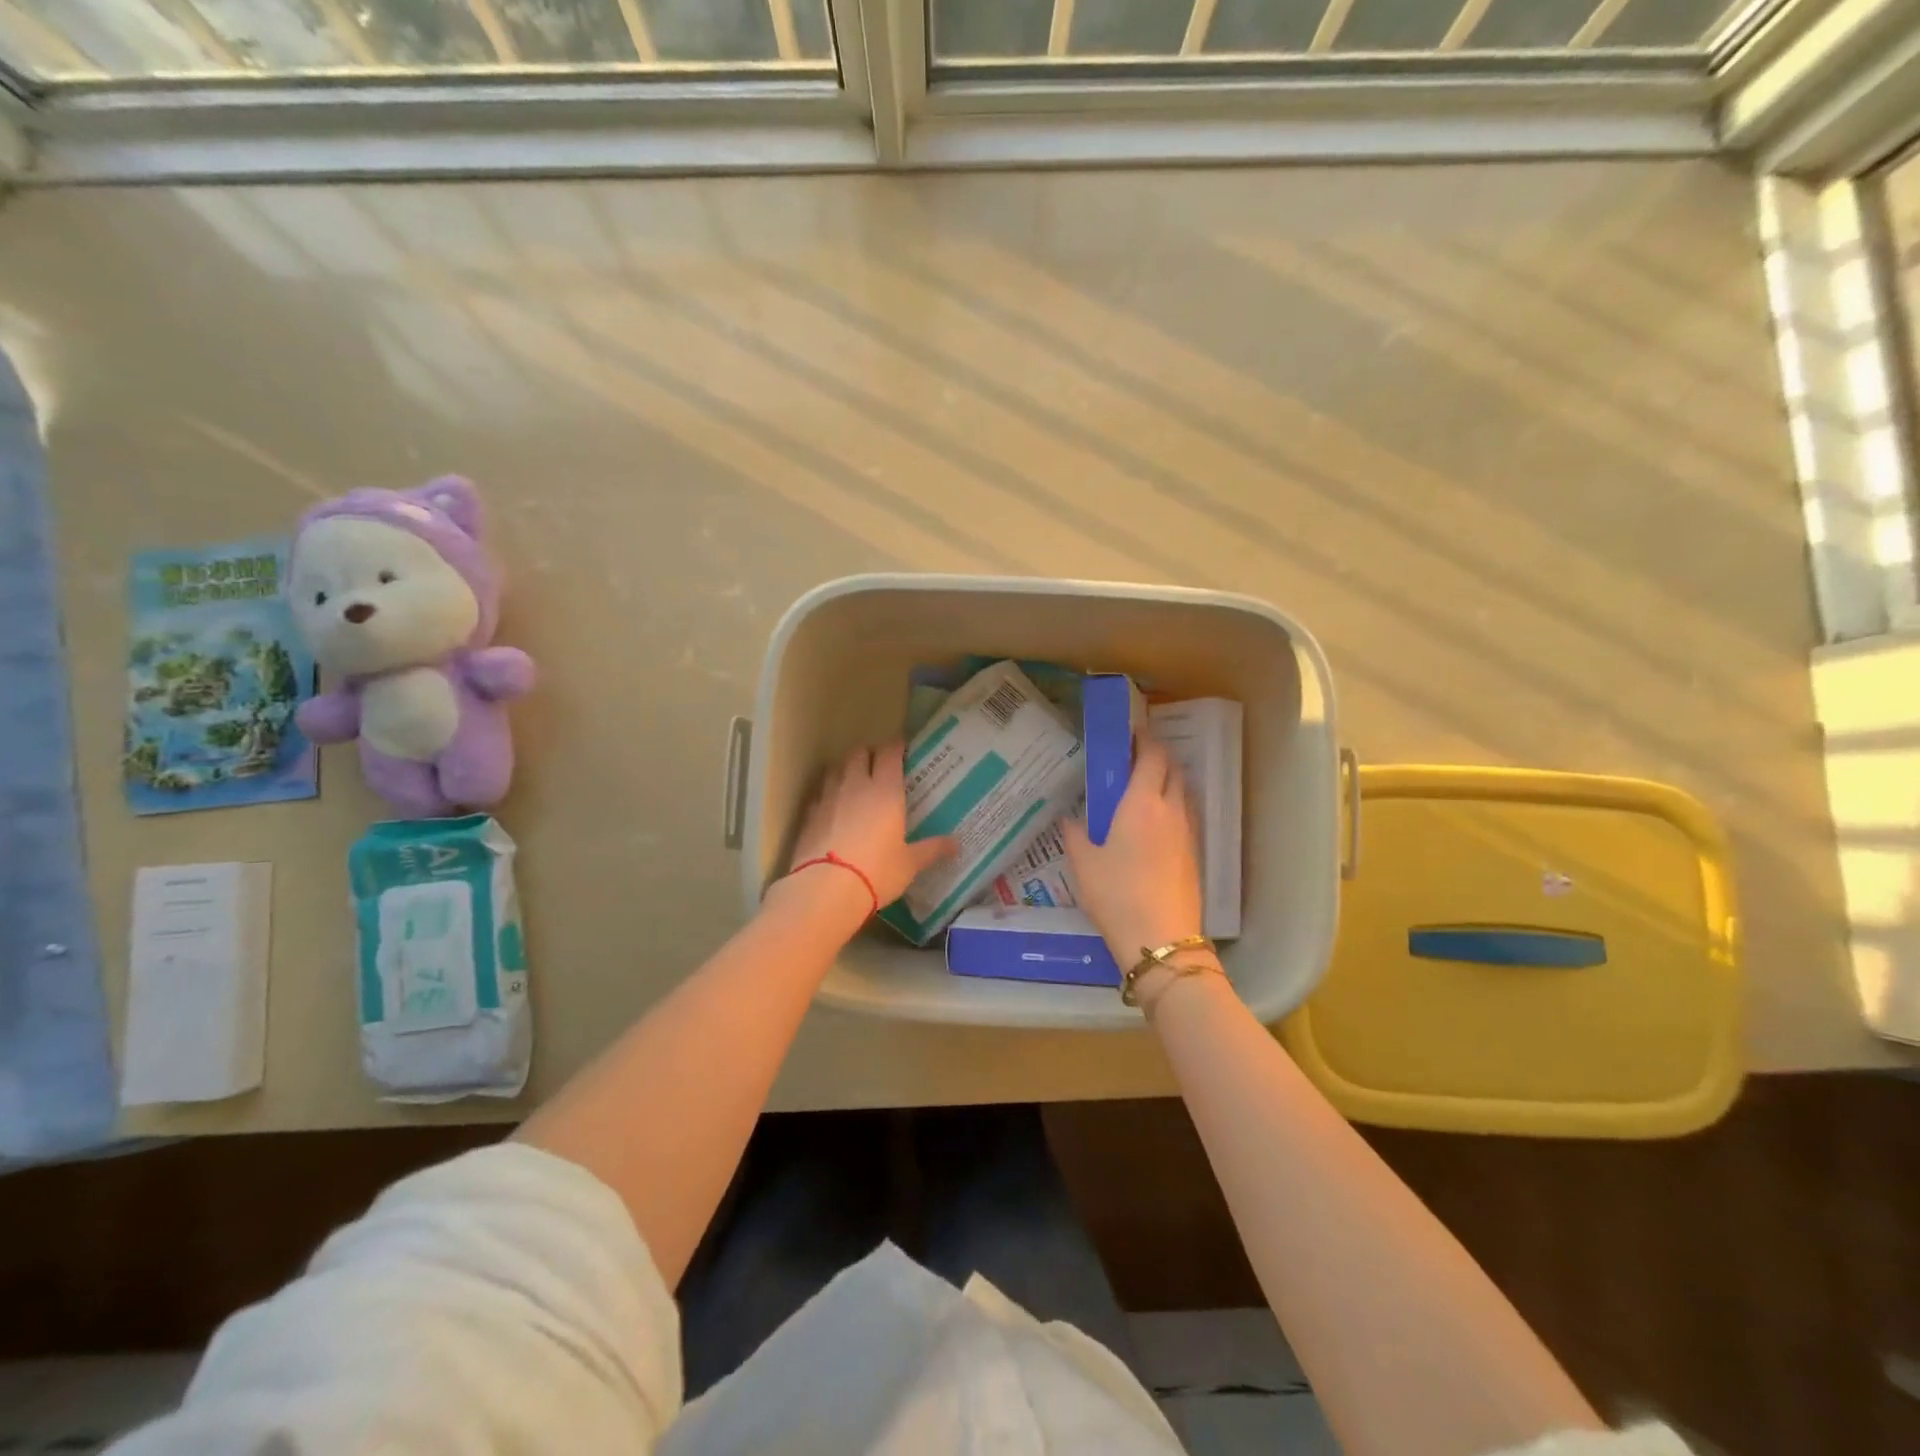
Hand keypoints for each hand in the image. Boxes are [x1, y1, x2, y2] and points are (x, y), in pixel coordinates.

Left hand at [783, 742, 957, 912]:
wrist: (826, 889)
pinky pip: (820, 793)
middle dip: (868, 753)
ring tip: (854, 782)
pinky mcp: (809, 814)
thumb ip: (931, 849)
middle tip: (878, 764)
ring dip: (846, 769)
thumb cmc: (877, 872)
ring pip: (836, 768)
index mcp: (886, 791)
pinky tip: (832, 807)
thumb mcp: (909, 864)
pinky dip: (828, 794)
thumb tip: (956, 845)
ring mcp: (829, 797)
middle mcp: (856, 786)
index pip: (889, 753)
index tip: (902, 747)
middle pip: (858, 753)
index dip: (895, 746)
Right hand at [1064, 734, 1205, 967]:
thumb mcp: (1083, 864)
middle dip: (1158, 756)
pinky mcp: (1195, 853)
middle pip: (1173, 768)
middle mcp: (1171, 809)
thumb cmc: (1116, 895)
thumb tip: (1070, 818)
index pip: (1151, 756)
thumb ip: (1075, 835)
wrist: (1160, 938)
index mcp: (1141, 803)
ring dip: (1169, 779)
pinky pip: (1187, 814)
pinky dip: (1175, 804)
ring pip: (1184, 791)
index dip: (1144, 740)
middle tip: (1135, 758)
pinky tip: (1157, 822)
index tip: (1130, 735)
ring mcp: (1188, 832)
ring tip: (1146, 786)